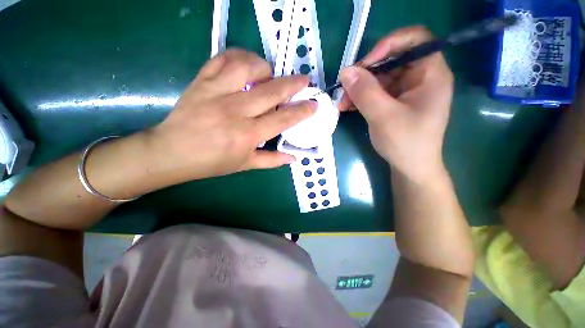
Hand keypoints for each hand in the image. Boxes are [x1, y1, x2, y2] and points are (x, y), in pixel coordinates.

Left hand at [150, 49, 315, 181]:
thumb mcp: (244, 165)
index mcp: (247, 135)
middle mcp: (235, 111)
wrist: (171, 152)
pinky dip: (239, 56)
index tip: (314, 104)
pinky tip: (247, 64)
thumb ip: (272, 160)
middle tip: (305, 81)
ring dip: (266, 67)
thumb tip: (294, 157)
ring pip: (248, 67)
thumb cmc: (211, 162)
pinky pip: (222, 58)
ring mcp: (216, 92)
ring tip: (270, 75)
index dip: (302, 111)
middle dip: (294, 84)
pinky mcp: (201, 81)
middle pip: (272, 91)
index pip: (282, 119)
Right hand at [339, 27, 453, 182]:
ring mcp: (407, 90)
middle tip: (345, 89)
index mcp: (431, 74)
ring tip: (342, 103)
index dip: (389, 44)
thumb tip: (346, 71)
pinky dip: (361, 97)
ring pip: (380, 78)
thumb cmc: (405, 143)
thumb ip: (365, 92)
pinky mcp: (395, 102)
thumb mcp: (383, 116)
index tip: (364, 64)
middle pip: (392, 60)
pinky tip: (347, 107)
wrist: (410, 167)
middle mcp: (420, 77)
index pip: (415, 39)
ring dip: (359, 88)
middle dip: (365, 74)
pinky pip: (376, 92)